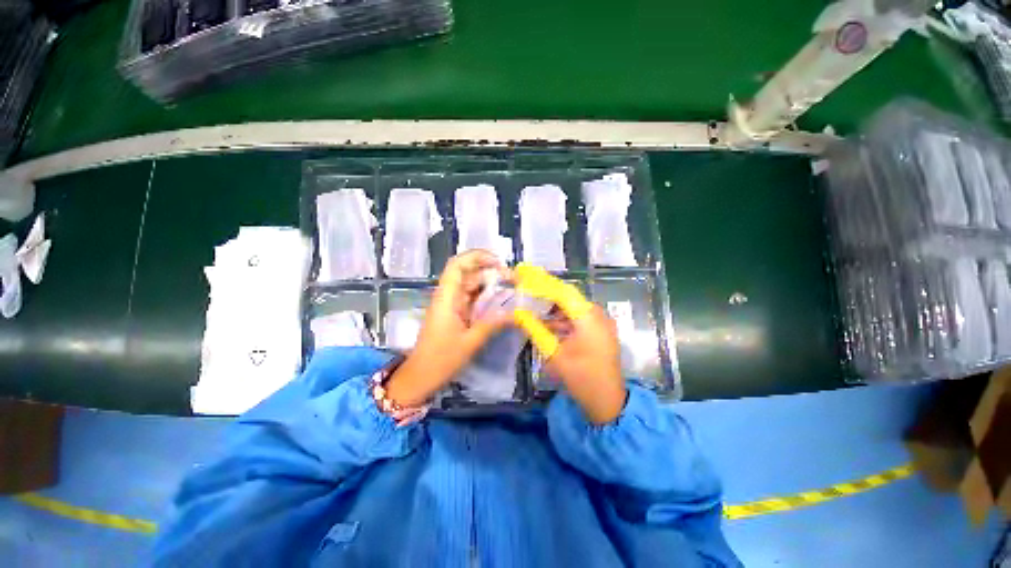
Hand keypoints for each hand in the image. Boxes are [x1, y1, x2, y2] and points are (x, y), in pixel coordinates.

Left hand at [386, 250, 511, 405]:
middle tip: (513, 279)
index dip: (477, 257)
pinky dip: (486, 298)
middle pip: (468, 273)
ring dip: (490, 285)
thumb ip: (493, 324)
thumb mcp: (470, 342)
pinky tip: (501, 302)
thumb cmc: (441, 359)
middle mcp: (448, 296)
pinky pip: (472, 299)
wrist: (420, 377)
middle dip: (491, 272)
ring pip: (472, 286)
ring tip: (512, 288)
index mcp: (446, 298)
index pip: (457, 265)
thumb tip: (517, 313)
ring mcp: (451, 305)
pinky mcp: (455, 314)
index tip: (499, 262)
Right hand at [513, 265, 625, 423]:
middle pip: (569, 297)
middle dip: (547, 294)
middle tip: (527, 292)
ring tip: (536, 311)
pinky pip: (580, 317)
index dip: (543, 282)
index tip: (525, 275)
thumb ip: (536, 330)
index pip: (563, 292)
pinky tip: (551, 325)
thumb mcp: (555, 354)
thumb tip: (519, 313)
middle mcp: (598, 315)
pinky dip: (565, 319)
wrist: (608, 402)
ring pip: (574, 307)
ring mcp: (601, 323)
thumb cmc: (581, 379)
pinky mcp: (601, 331)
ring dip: (555, 308)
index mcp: (588, 318)